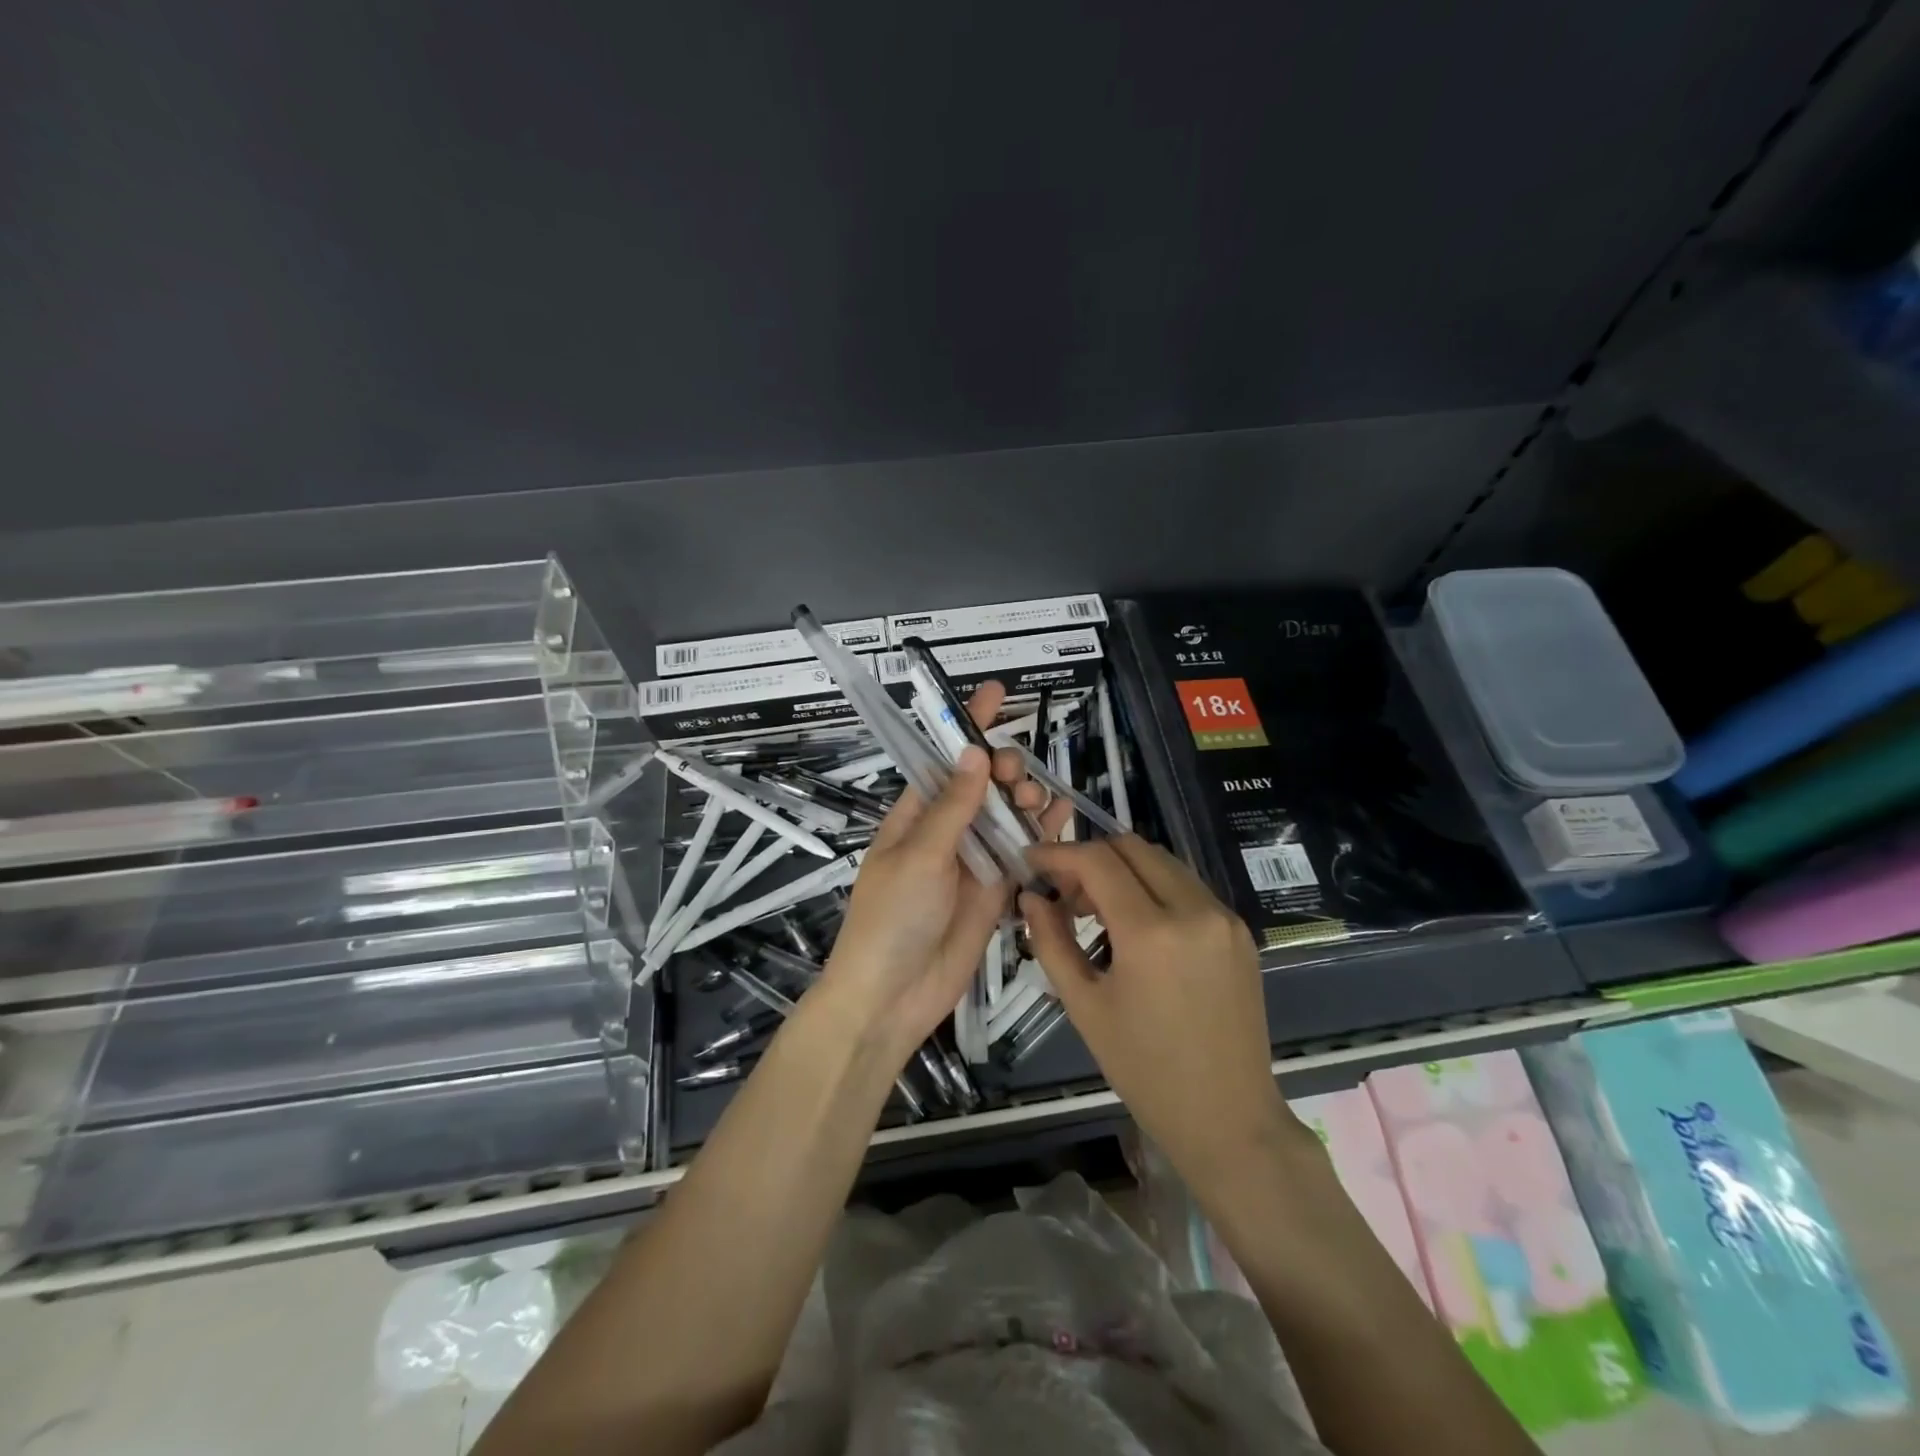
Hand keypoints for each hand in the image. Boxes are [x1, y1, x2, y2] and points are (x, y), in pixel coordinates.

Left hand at [818, 681, 1067, 1060]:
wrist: (892, 997)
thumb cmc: (892, 918)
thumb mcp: (920, 856)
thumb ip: (953, 807)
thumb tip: (975, 752)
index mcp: (914, 815)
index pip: (943, 759)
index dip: (967, 726)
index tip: (996, 693)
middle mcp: (945, 831)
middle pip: (983, 785)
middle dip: (1004, 768)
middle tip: (1017, 775)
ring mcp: (973, 861)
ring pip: (1007, 816)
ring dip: (1026, 799)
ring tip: (1039, 800)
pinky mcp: (996, 890)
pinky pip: (1022, 853)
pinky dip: (1043, 834)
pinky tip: (1063, 817)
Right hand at [1021, 837, 1294, 1179]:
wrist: (1228, 1118)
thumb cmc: (1145, 1070)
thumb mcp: (1085, 1007)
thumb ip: (1052, 942)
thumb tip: (1031, 897)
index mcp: (1152, 933)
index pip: (1098, 861)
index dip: (1059, 854)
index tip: (1032, 862)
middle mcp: (1194, 910)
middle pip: (1133, 847)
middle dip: (1091, 857)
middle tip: (1065, 893)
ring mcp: (1224, 918)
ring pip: (1163, 861)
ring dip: (1124, 869)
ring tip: (1096, 910)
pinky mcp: (1241, 931)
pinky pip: (1188, 886)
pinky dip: (1154, 887)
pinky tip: (1136, 924)